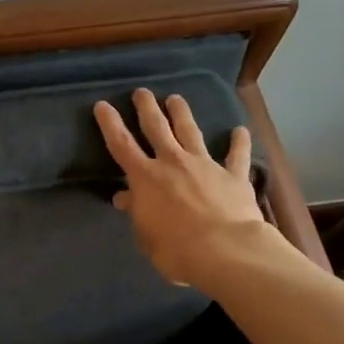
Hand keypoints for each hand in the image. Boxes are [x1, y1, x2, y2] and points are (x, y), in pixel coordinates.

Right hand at [94, 88, 266, 286]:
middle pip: (156, 127)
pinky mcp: (233, 175)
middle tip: (142, 92)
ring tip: (176, 98)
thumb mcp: (146, 236)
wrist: (227, 251)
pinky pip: (237, 155)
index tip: (102, 105)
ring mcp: (204, 165)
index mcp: (145, 177)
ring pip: (190, 131)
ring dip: (182, 113)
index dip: (110, 124)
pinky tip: (241, 130)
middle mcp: (172, 162)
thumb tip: (125, 198)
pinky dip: (239, 142)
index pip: (121, 144)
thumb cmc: (177, 250)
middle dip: (147, 107)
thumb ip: (137, 213)